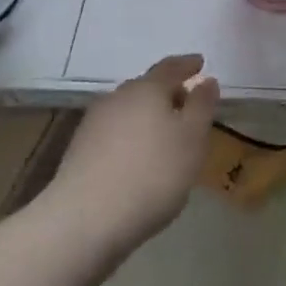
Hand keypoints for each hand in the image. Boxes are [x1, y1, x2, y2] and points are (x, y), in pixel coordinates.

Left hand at [50, 54, 220, 256]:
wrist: (84, 222)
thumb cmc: (152, 174)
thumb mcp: (192, 139)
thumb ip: (202, 106)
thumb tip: (206, 80)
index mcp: (147, 89)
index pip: (170, 67)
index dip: (187, 65)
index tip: (200, 62)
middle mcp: (117, 98)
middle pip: (147, 87)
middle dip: (168, 93)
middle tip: (186, 104)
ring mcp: (93, 124)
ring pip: (128, 110)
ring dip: (148, 116)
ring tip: (164, 135)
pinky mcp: (79, 152)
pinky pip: (114, 133)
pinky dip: (131, 137)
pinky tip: (137, 158)